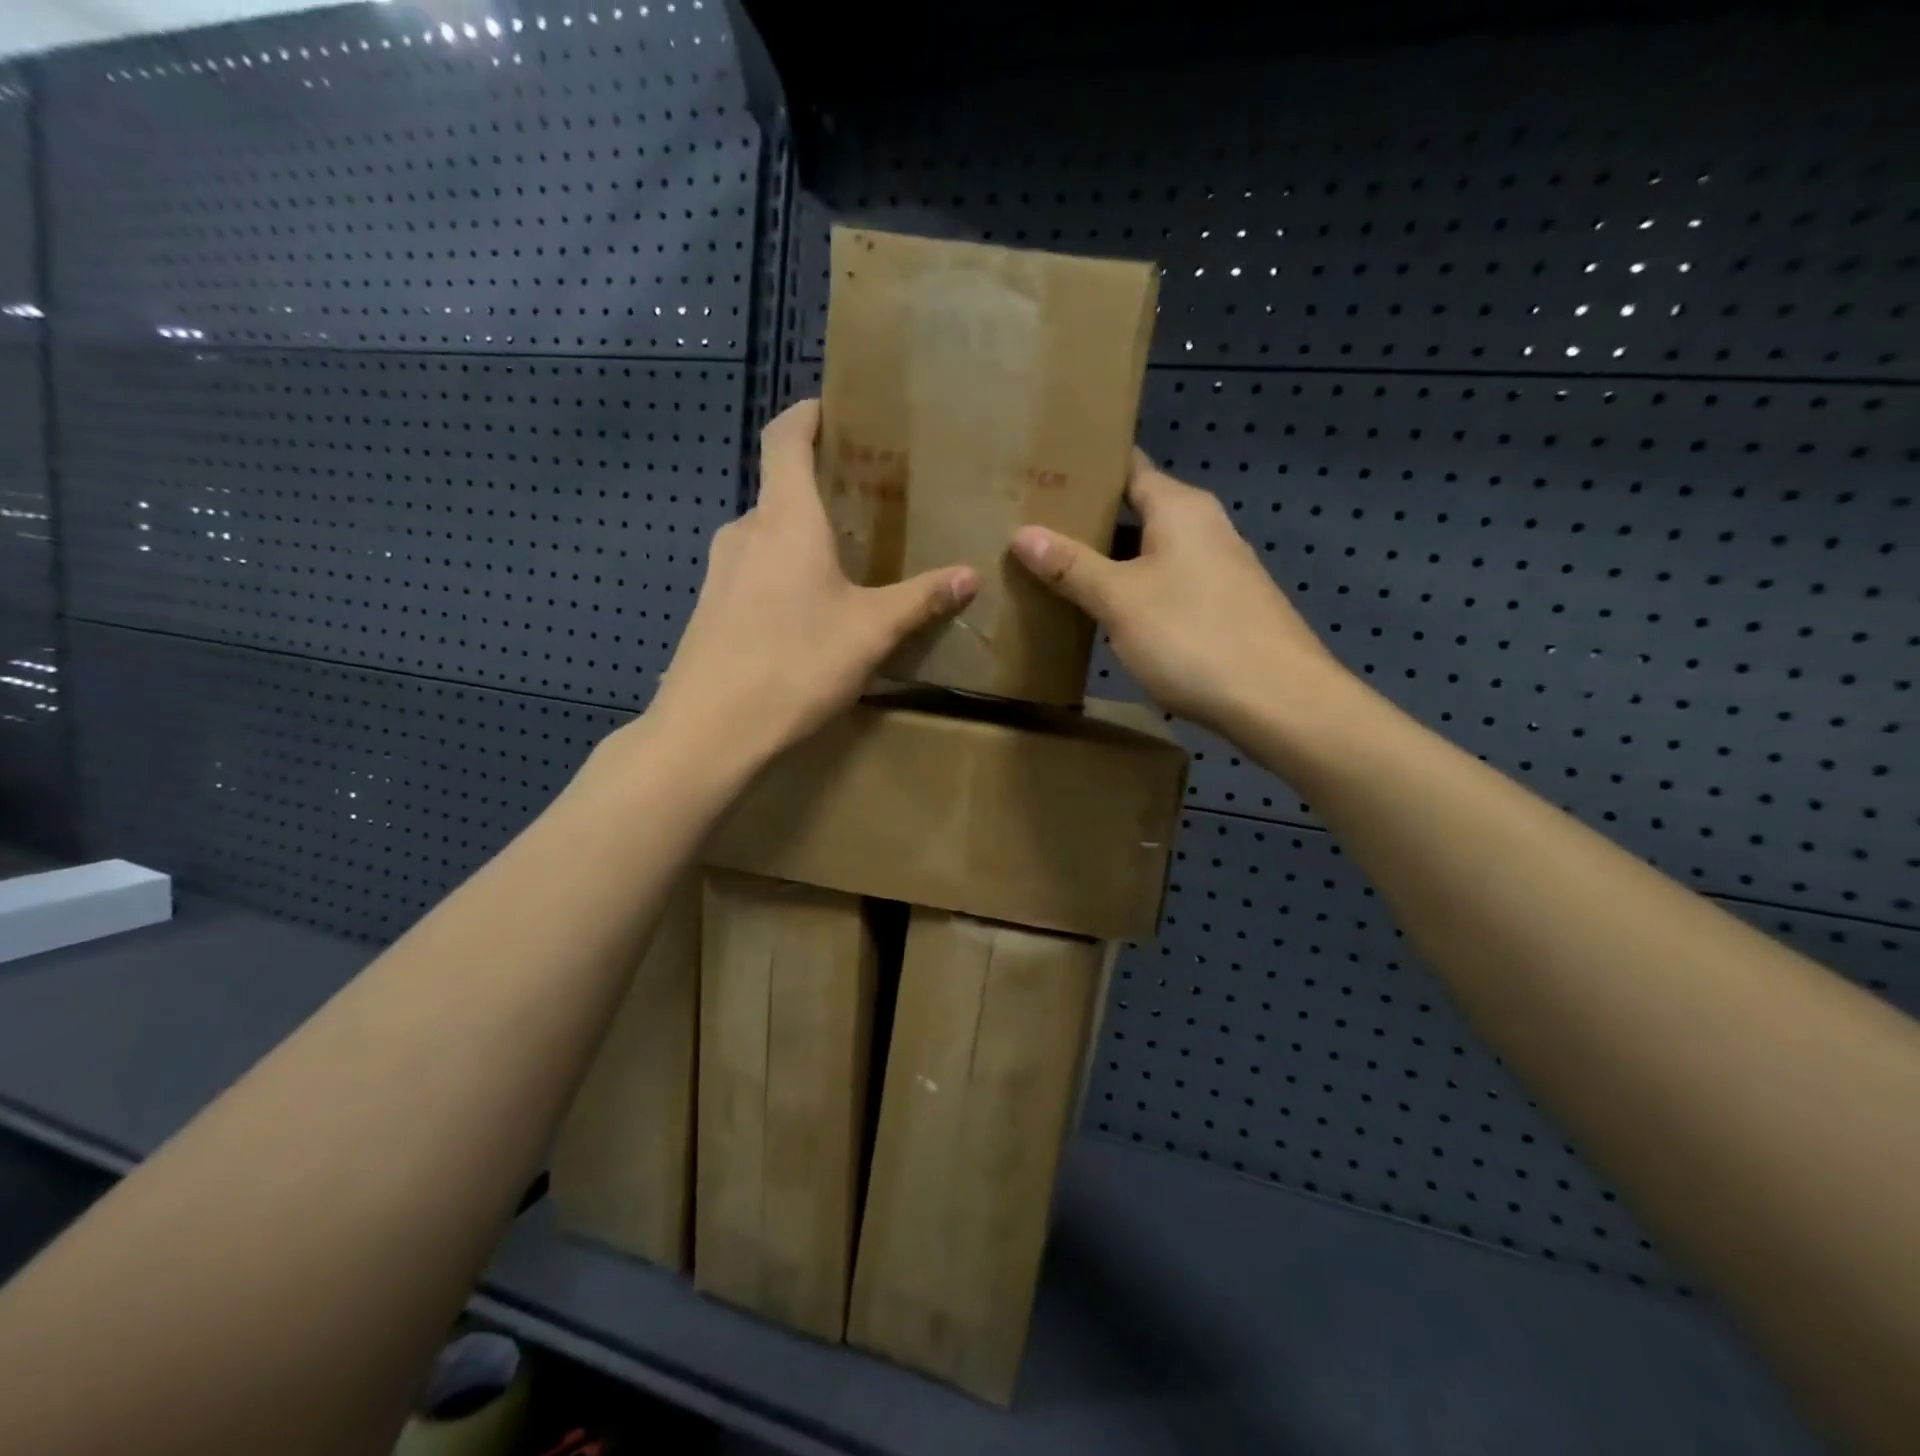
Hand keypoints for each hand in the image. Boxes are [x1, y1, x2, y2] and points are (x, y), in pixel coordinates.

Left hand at [647, 399, 976, 765]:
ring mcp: (719, 572)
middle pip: (779, 489)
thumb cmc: (795, 663)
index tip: (833, 410)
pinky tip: (806, 614)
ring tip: (842, 563)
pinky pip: (752, 573)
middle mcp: (745, 531)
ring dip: (800, 538)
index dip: (806, 414)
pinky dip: (780, 574)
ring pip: (766, 536)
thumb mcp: (871, 632)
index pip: (785, 437)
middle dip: (819, 489)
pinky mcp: (708, 610)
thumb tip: (970, 575)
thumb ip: (920, 599)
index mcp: (785, 518)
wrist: (709, 730)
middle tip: (865, 505)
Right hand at [1009, 451, 1344, 739]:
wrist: (1278, 701)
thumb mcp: (1120, 600)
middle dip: (1088, 520)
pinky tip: (1106, 611)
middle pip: (1137, 510)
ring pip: (1151, 552)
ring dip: (1110, 560)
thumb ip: (1071, 566)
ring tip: (1056, 569)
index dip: (1086, 468)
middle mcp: (1204, 527)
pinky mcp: (1224, 606)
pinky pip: (1167, 584)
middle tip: (1032, 528)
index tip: (1042, 474)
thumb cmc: (1193, 636)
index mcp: (1180, 508)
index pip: (1128, 467)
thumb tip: (1022, 533)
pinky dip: (1134, 589)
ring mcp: (1218, 568)